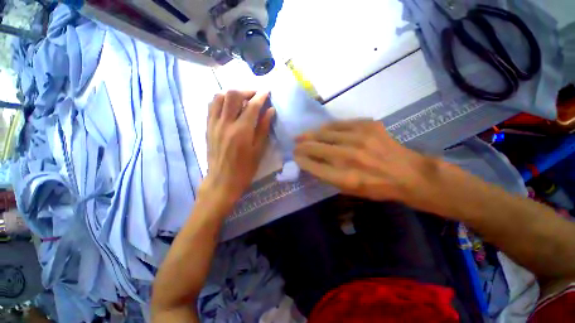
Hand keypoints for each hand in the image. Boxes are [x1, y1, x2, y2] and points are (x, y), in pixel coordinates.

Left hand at [201, 90, 274, 205]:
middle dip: (247, 91)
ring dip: (232, 93)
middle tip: (256, 95)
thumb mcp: (258, 150)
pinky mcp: (208, 127)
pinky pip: (212, 106)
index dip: (261, 96)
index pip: (252, 105)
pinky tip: (229, 105)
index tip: (267, 92)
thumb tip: (270, 111)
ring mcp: (214, 124)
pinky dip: (221, 100)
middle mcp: (226, 123)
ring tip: (242, 98)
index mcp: (242, 131)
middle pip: (233, 95)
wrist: (222, 180)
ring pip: (219, 97)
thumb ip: (264, 128)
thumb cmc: (245, 169)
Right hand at [294, 120, 433, 202]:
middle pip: (316, 147)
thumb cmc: (377, 187)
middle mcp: (350, 157)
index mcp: (345, 177)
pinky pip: (340, 124)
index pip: (313, 166)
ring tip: (303, 136)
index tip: (295, 157)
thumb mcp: (350, 190)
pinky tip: (322, 130)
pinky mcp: (368, 125)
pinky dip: (328, 127)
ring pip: (325, 133)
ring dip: (311, 135)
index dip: (301, 160)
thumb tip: (310, 163)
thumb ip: (328, 177)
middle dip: (301, 146)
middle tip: (295, 145)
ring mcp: (360, 138)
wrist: (407, 173)